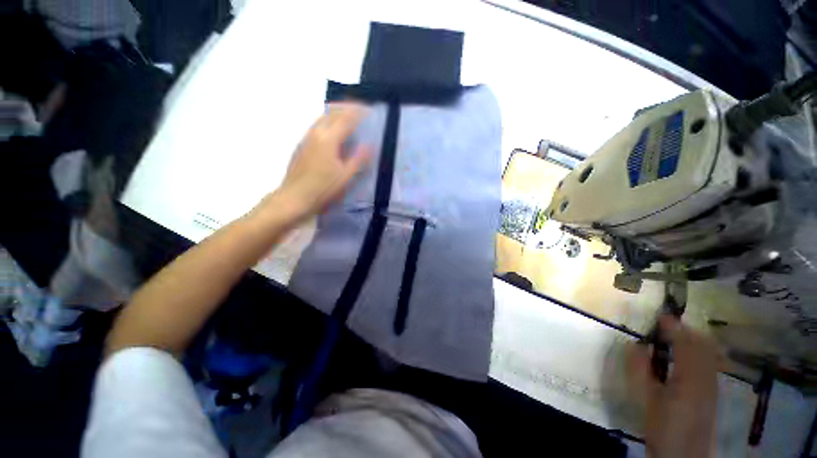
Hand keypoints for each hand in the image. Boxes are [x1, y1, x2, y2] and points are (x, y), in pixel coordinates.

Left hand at [271, 103, 371, 220]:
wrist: (294, 198)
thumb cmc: (322, 189)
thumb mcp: (345, 176)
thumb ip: (358, 159)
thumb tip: (370, 145)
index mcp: (328, 139)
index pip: (346, 118)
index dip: (358, 112)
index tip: (369, 110)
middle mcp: (316, 133)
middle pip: (332, 113)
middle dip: (346, 108)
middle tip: (360, 112)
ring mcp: (306, 138)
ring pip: (322, 118)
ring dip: (336, 114)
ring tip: (349, 119)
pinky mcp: (302, 145)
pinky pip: (317, 126)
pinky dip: (328, 123)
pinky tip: (333, 133)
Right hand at [629, 316, 720, 457]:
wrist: (684, 455)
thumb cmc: (663, 425)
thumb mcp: (646, 399)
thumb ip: (640, 370)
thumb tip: (634, 344)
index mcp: (689, 377)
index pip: (684, 343)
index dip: (673, 327)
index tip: (660, 315)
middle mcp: (706, 377)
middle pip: (702, 345)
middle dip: (686, 330)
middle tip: (666, 324)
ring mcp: (712, 385)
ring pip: (709, 354)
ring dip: (694, 340)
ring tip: (676, 335)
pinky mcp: (712, 393)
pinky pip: (710, 363)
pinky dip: (700, 352)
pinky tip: (688, 356)